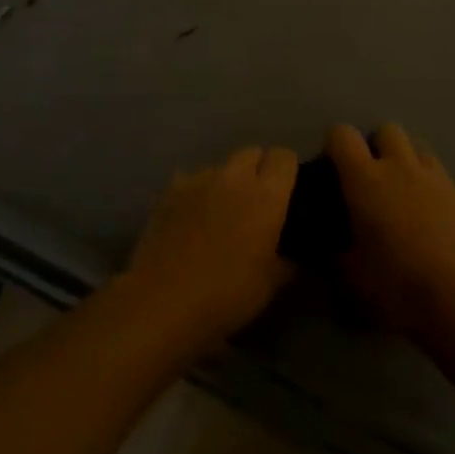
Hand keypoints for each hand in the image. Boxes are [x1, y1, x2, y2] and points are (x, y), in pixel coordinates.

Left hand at [125, 145, 298, 355]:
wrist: (162, 301)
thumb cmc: (226, 295)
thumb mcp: (269, 285)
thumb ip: (287, 262)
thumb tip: (292, 255)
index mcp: (266, 196)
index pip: (284, 157)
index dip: (288, 170)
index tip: (288, 191)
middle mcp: (234, 178)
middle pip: (252, 152)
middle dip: (258, 169)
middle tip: (256, 201)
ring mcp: (198, 180)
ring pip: (220, 166)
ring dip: (226, 181)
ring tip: (221, 211)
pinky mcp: (169, 190)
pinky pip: (190, 179)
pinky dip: (196, 191)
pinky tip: (191, 216)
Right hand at [327, 123, 454, 338]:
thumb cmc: (395, 283)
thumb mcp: (350, 272)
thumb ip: (337, 247)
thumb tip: (335, 240)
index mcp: (365, 179)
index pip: (342, 135)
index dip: (334, 146)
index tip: (333, 169)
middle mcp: (399, 166)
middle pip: (386, 130)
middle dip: (376, 147)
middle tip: (370, 180)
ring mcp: (433, 176)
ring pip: (416, 146)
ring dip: (404, 161)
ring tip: (401, 192)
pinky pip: (438, 172)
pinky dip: (427, 183)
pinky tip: (427, 213)